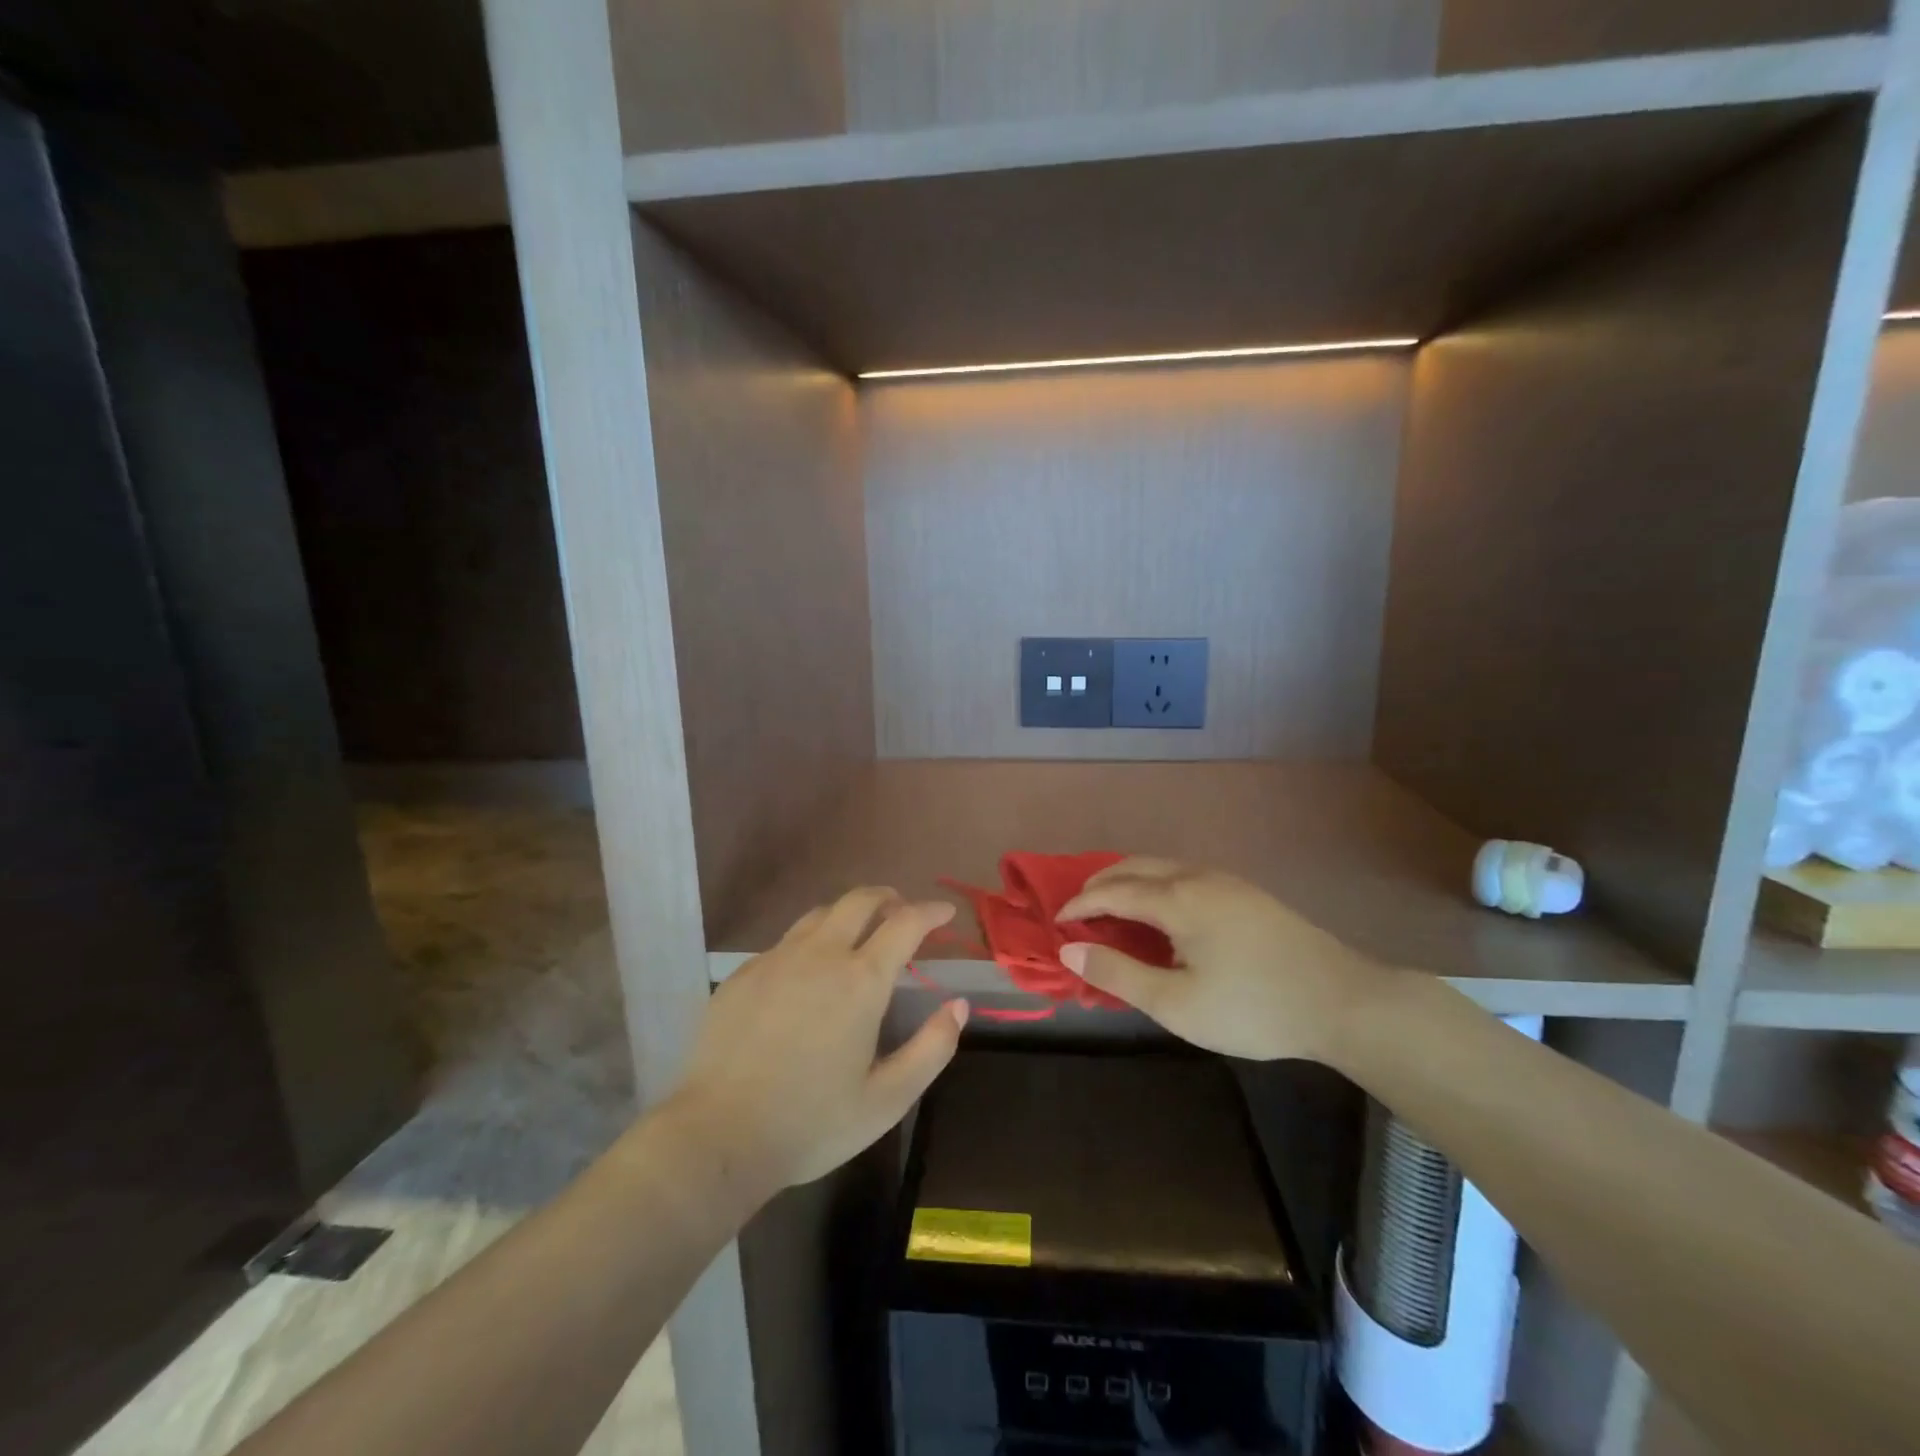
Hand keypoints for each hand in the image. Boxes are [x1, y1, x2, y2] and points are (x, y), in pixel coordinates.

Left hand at [669, 888, 967, 1192]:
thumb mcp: (887, 1099)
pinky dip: (810, 943)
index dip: (930, 911)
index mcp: (861, 980)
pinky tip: (807, 974)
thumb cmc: (811, 1122)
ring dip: (848, 914)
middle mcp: (820, 954)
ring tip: (858, 934)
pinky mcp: (743, 974)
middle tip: (902, 913)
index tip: (945, 912)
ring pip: (820, 914)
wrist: (717, 1136)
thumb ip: (932, 1049)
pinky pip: (785, 942)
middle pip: (860, 900)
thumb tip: (959, 1006)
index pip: (906, 923)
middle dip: (889, 898)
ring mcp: (776, 959)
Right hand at [1056, 858, 1390, 1061]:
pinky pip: (1184, 874)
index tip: (1057, 923)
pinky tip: (1162, 912)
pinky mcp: (1247, 893)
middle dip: (1100, 883)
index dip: (1080, 905)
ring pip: (1162, 866)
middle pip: (1135, 866)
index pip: (1112, 892)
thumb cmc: (1252, 1007)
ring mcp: (1227, 881)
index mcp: (1177, 900)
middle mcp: (1197, 877)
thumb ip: (1118, 974)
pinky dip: (1155, 884)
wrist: (1343, 1000)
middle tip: (1078, 911)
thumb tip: (1069, 951)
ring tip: (1113, 908)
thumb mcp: (1176, 1003)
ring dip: (1129, 880)